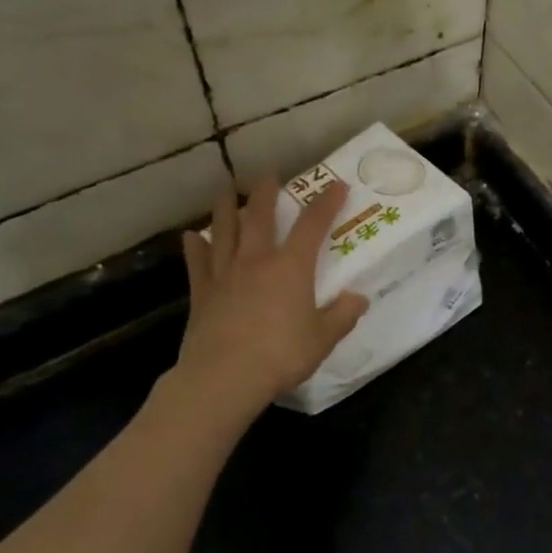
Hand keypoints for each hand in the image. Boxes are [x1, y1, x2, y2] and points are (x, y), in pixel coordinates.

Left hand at [171, 180, 367, 420]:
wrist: (226, 376)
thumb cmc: (282, 355)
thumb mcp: (323, 338)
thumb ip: (342, 315)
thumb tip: (358, 298)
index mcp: (291, 267)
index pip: (313, 226)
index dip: (327, 203)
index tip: (338, 185)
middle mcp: (256, 260)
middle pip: (261, 217)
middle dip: (267, 193)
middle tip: (269, 176)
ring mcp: (224, 274)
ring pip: (225, 231)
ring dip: (227, 207)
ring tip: (227, 189)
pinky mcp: (202, 293)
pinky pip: (197, 262)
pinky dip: (195, 246)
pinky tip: (193, 236)